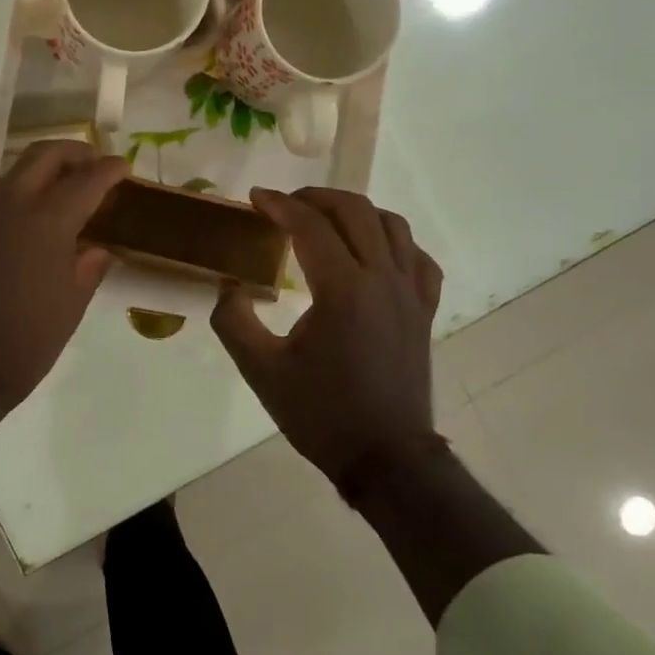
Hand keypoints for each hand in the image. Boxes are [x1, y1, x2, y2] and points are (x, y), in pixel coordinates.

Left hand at [0, 141, 127, 503]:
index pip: (85, 180)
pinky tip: (28, 226)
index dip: (108, 170)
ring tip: (64, 195)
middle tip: (94, 165)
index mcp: (45, 222)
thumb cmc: (21, 345)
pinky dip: (18, 198)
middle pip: (42, 156)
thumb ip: (87, 270)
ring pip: (13, 175)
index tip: (123, 167)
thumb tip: (97, 249)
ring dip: (42, 173)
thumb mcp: (68, 310)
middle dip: (73, 153)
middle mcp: (8, 207)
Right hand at [211, 188, 444, 495]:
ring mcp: (410, 293)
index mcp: (342, 289)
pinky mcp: (425, 310)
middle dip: (316, 197)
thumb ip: (233, 321)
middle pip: (355, 211)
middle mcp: (382, 279)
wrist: (385, 457)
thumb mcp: (261, 370)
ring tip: (325, 220)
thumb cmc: (321, 413)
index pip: (310, 225)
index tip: (255, 198)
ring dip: (355, 211)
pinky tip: (374, 252)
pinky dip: (393, 241)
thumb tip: (229, 288)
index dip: (279, 204)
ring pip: (392, 225)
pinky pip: (417, 257)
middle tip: (285, 204)